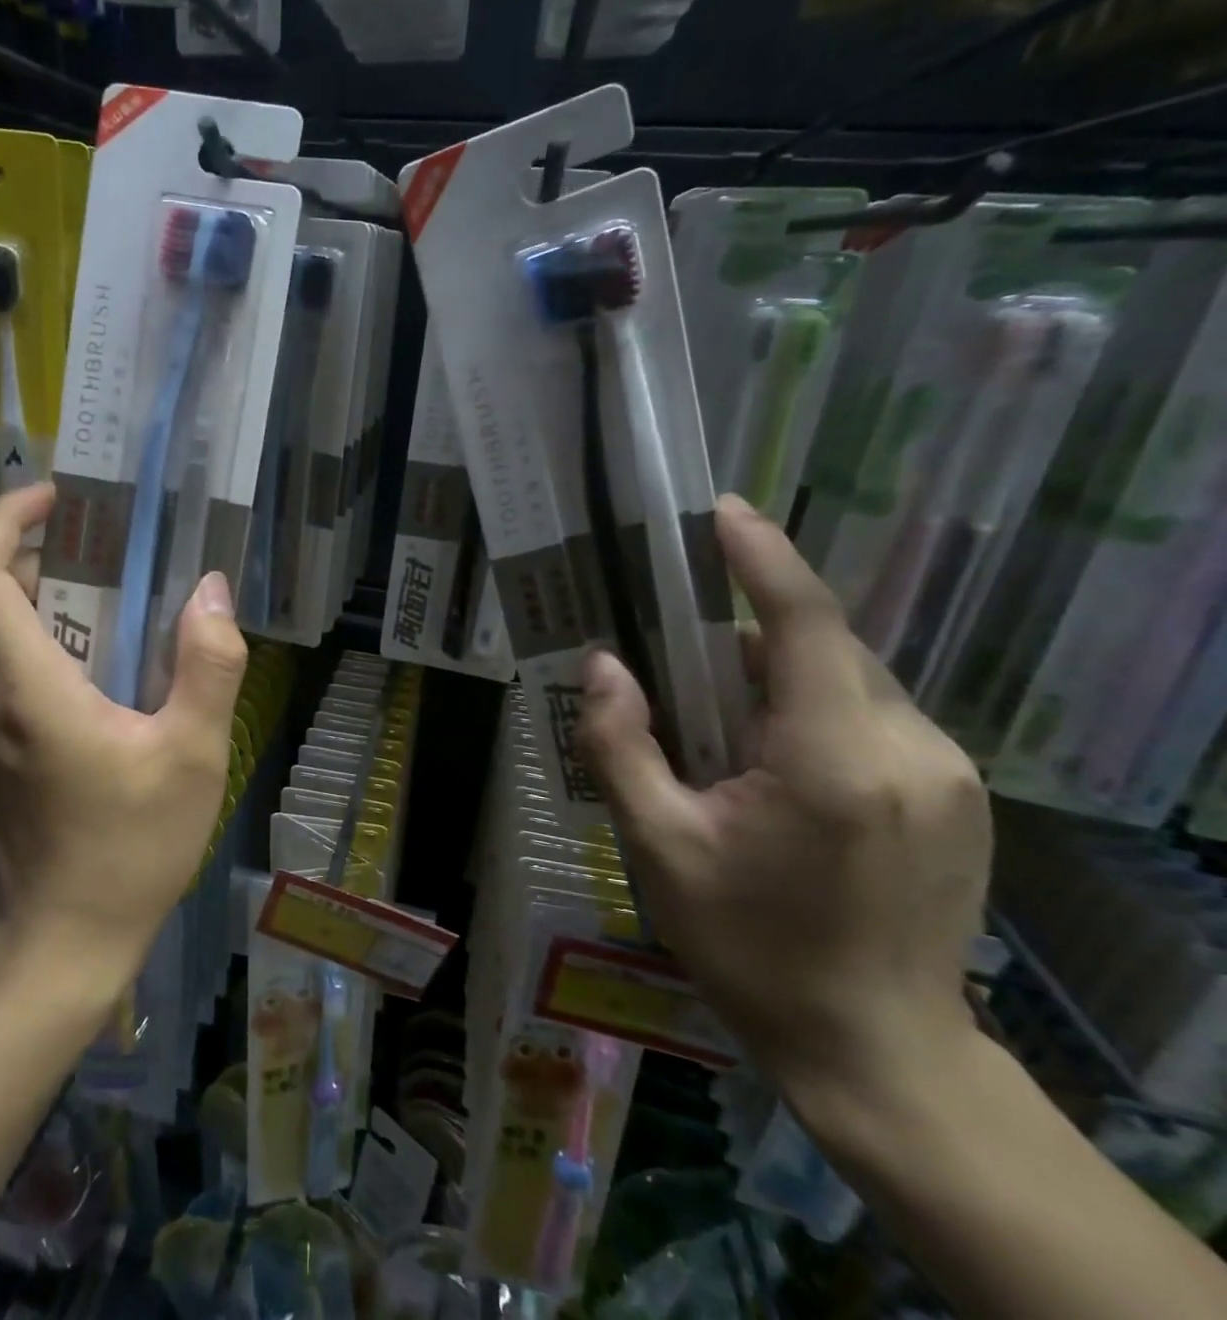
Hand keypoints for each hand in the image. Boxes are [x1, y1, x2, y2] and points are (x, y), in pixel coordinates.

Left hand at [0, 484, 248, 979]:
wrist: (64, 947)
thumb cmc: (131, 849)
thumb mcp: (193, 755)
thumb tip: (212, 590)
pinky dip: (33, 651)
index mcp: (23, 686)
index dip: (6, 517)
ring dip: (40, 607)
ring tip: (112, 614)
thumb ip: (208, 664)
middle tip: (108, 556)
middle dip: (39, 559)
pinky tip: (92, 682)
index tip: (59, 502)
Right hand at [574, 495, 990, 1125]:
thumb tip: (603, 665)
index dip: (762, 559)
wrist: (876, 1049)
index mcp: (832, 759)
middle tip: (680, 669)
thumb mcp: (656, 847)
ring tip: (723, 734)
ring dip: (781, 680)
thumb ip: (620, 745)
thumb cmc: (749, 946)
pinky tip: (776, 768)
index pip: (804, 625)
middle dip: (749, 640)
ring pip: (849, 681)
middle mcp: (909, 749)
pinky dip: (817, 711)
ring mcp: (948, 772)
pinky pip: (874, 715)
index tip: (722, 512)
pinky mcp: (959, 793)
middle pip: (821, 650)